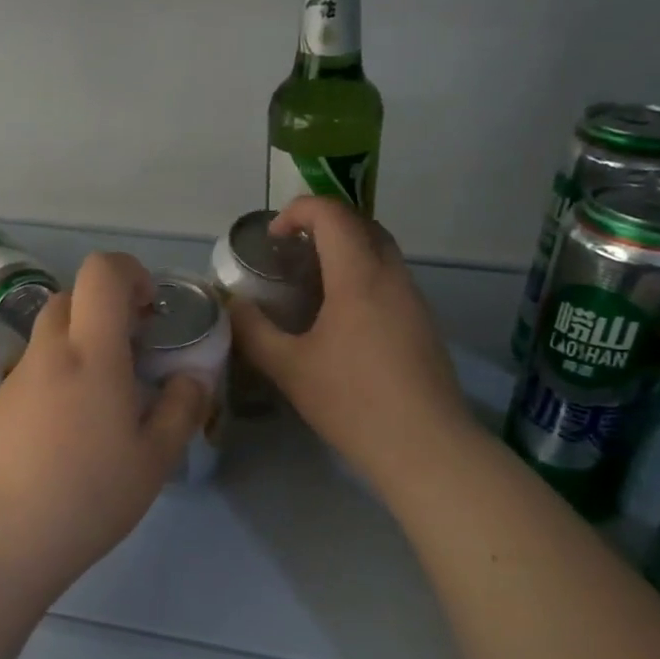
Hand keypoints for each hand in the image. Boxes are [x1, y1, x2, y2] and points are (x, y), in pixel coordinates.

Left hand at [0, 252, 208, 592]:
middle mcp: (47, 354)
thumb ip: (181, 410)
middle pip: (70, 298)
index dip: (130, 272)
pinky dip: (56, 382)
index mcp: (90, 353)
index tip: (150, 309)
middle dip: (105, 310)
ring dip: (80, 349)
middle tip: (132, 354)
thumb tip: (192, 378)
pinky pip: (32, 375)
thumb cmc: (84, 497)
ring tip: (104, 406)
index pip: (101, 272)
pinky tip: (66, 438)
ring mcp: (13, 381)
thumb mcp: (153, 461)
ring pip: (50, 339)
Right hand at [228, 196, 476, 493]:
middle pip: (361, 223)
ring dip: (345, 250)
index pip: (332, 214)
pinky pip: (390, 278)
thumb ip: (254, 332)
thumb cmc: (353, 402)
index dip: (298, 211)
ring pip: (380, 251)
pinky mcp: (424, 323)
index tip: (273, 238)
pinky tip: (341, 317)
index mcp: (359, 276)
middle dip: (323, 224)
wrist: (426, 447)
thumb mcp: (290, 369)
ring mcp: (414, 299)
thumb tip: (233, 306)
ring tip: (310, 283)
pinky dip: (362, 275)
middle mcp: (392, 276)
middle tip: (290, 253)